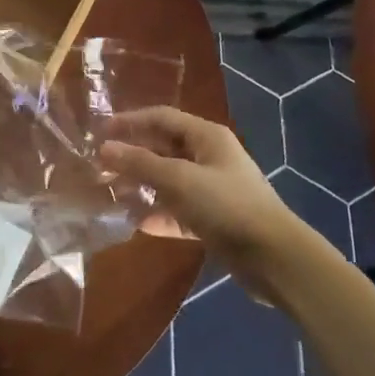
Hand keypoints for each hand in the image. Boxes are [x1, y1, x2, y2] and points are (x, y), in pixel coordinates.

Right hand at [100, 106, 305, 298]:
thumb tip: (105, 148)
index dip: (130, 121)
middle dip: (133, 155)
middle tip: (99, 166)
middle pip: (164, 148)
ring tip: (111, 193)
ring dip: (142, 185)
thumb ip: (141, 163)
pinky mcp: (214, 219)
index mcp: (206, 136)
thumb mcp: (180, 180)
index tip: (99, 131)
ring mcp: (212, 189)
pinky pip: (178, 210)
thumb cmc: (227, 206)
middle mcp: (209, 156)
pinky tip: (136, 223)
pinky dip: (159, 214)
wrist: (275, 258)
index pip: (161, 117)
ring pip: (169, 180)